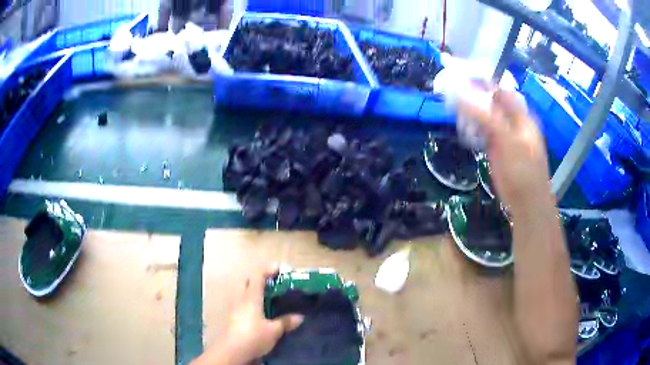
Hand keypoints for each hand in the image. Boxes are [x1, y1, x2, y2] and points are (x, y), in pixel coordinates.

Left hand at [193, 265, 303, 364]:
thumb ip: (285, 322)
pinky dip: (250, 302)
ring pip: (243, 293)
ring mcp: (234, 308)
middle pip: (247, 282)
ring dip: (253, 291)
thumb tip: (300, 317)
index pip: (258, 277)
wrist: (232, 350)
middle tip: (272, 283)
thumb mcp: (273, 331)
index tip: (278, 267)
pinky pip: (242, 303)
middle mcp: (241, 299)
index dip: (268, 270)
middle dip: (259, 279)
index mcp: (251, 297)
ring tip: (266, 297)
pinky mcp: (232, 317)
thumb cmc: (253, 336)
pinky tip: (257, 312)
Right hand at [458, 90, 552, 211]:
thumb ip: (487, 117)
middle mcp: (512, 121)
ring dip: (470, 113)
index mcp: (520, 115)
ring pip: (484, 116)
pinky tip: (463, 129)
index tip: (460, 80)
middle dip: (473, 97)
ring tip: (455, 113)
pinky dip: (472, 128)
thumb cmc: (522, 171)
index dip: (482, 83)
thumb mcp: (507, 141)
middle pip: (490, 102)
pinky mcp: (496, 148)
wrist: (526, 203)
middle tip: (453, 96)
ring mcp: (504, 135)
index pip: (500, 90)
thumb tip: (461, 94)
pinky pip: (482, 131)